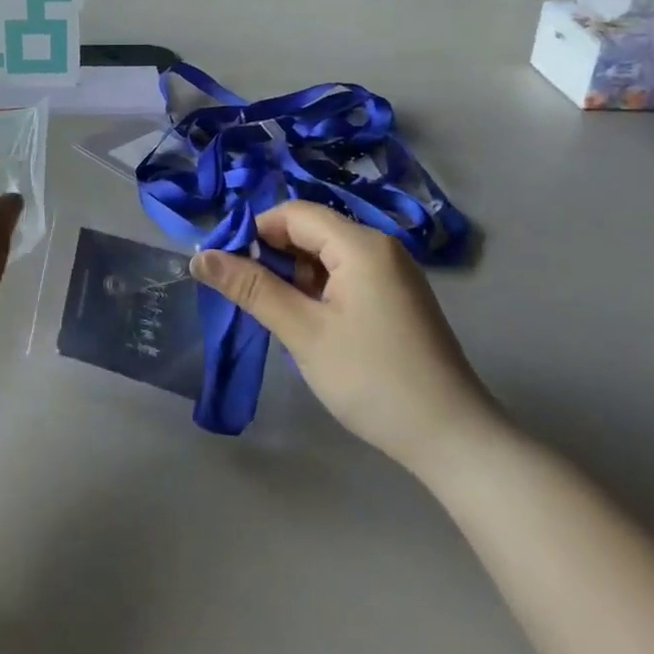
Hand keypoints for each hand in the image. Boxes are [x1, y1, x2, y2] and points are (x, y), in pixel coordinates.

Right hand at [189, 202, 496, 474]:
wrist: (454, 439)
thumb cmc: (372, 379)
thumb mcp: (303, 332)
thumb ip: (251, 288)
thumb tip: (199, 257)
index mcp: (361, 244)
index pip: (293, 213)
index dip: (255, 233)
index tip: (229, 269)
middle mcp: (380, 247)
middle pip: (310, 230)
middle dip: (273, 256)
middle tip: (250, 297)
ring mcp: (393, 273)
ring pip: (326, 254)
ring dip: (295, 275)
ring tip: (280, 315)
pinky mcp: (397, 297)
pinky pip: (346, 274)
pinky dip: (319, 289)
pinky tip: (311, 323)